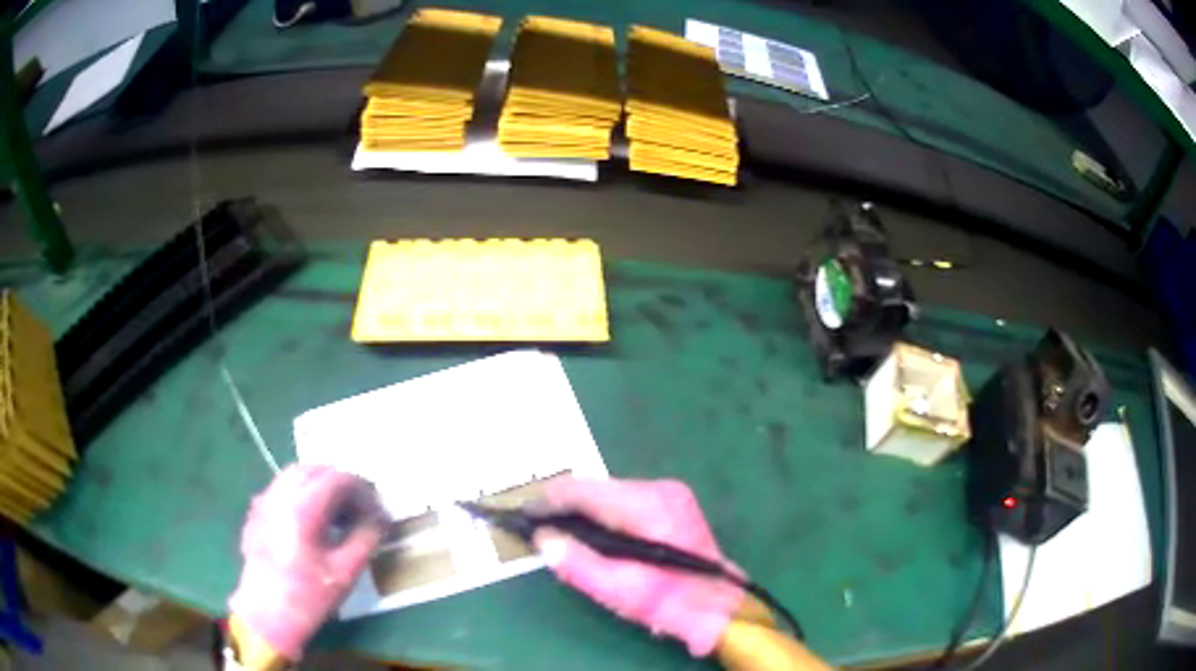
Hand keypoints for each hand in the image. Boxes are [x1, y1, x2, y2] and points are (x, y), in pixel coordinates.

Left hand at [228, 464, 384, 660]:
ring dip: (319, 485)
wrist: (267, 614)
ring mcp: (264, 502)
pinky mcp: (256, 513)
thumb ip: (364, 539)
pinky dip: (301, 494)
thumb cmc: (309, 595)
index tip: (377, 510)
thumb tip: (377, 520)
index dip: (362, 490)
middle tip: (359, 507)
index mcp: (302, 507)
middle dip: (340, 482)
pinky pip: (281, 490)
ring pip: (294, 476)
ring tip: (337, 514)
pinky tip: (312, 522)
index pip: (337, 478)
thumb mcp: (345, 571)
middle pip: (314, 469)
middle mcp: (279, 495)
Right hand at [533, 477, 743, 656]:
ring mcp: (670, 492)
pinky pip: (625, 500)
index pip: (584, 490)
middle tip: (546, 531)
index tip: (525, 515)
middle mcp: (659, 488)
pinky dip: (606, 514)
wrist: (715, 606)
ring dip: (587, 510)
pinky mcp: (674, 502)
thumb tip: (543, 538)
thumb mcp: (617, 589)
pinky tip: (599, 535)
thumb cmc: (666, 600)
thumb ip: (576, 563)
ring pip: (610, 492)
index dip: (550, 501)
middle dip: (568, 507)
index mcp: (647, 505)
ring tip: (568, 536)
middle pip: (596, 488)